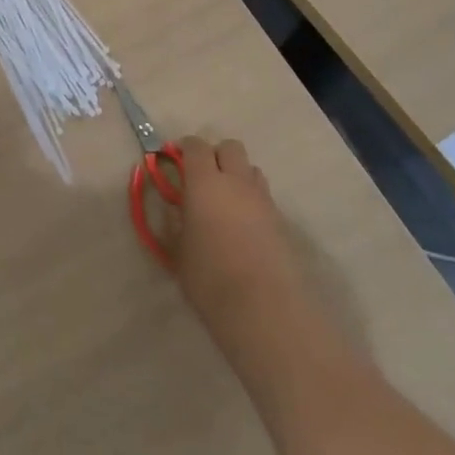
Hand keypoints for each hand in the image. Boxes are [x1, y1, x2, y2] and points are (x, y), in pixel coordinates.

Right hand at [171, 137, 313, 349]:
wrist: (264, 308)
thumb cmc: (210, 278)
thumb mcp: (178, 251)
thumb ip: (174, 222)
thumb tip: (174, 207)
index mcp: (205, 182)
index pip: (195, 146)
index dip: (184, 149)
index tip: (174, 162)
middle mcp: (236, 181)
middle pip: (230, 147)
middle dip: (215, 155)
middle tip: (201, 179)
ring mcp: (262, 199)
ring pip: (250, 169)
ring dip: (236, 175)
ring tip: (224, 202)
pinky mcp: (280, 220)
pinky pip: (263, 195)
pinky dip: (251, 199)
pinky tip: (242, 226)